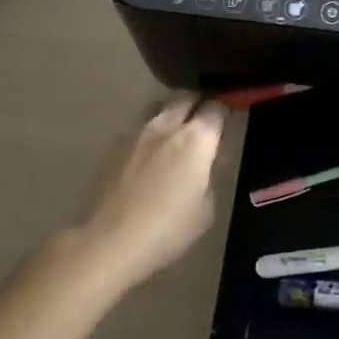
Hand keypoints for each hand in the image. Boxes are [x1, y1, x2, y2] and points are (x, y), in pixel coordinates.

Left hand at [79, 94, 226, 286]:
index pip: (216, 107)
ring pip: (161, 107)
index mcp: (196, 139)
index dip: (225, 110)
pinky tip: (151, 155)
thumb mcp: (206, 208)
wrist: (109, 242)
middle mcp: (167, 125)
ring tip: (177, 134)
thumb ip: (209, 175)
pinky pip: (141, 128)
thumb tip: (206, 162)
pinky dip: (152, 133)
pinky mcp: (115, 146)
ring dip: (173, 114)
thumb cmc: (167, 229)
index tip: (228, 120)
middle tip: (204, 122)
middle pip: (187, 97)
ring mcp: (138, 133)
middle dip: (198, 103)